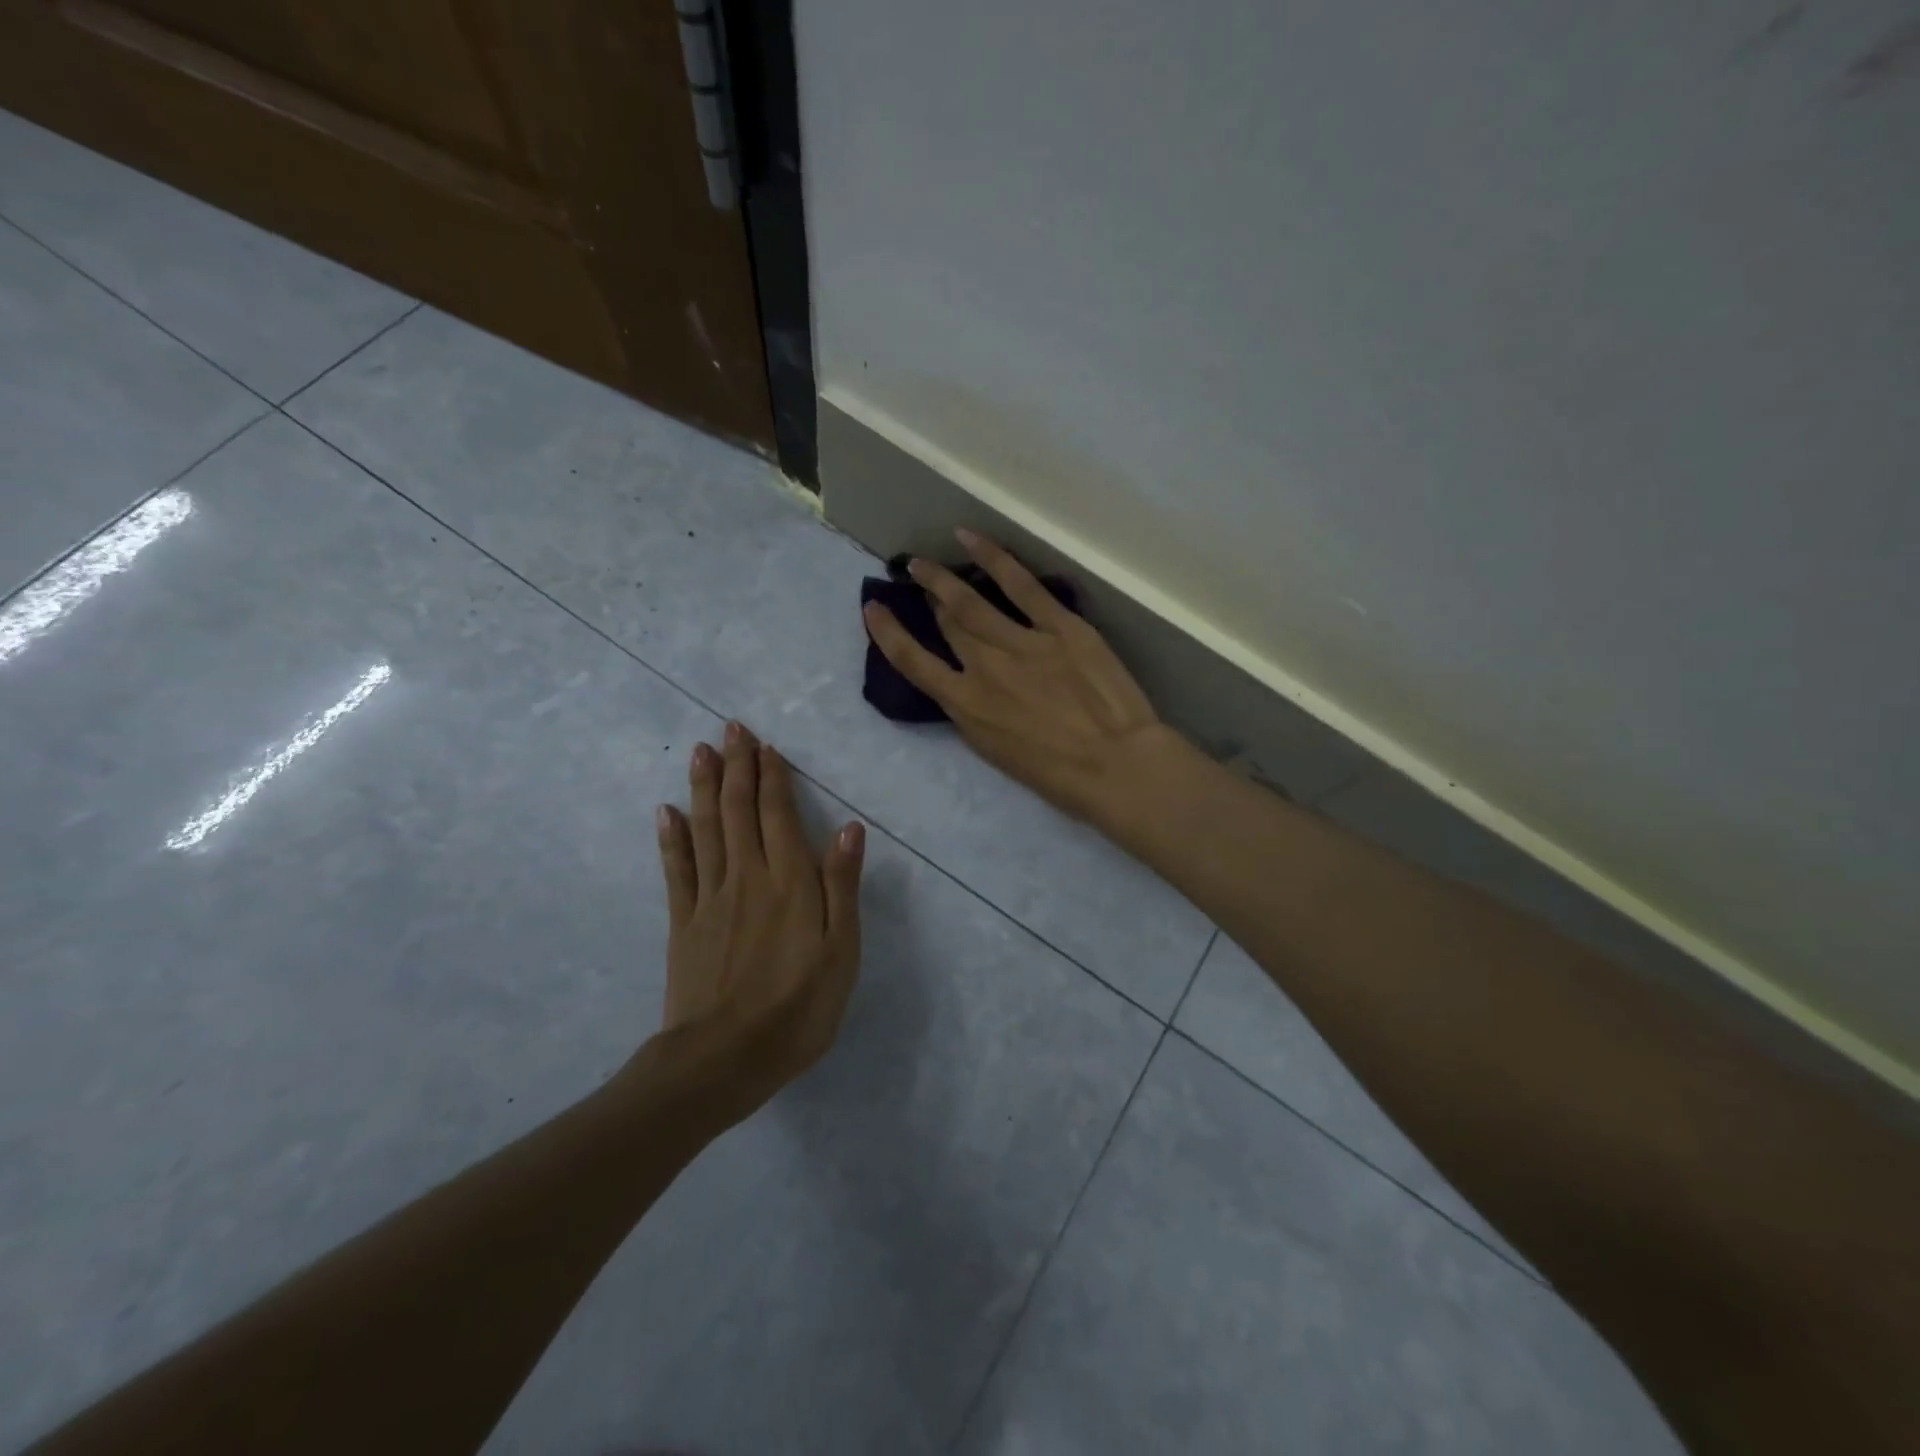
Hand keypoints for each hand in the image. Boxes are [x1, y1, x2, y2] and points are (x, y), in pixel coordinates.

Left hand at [653, 723, 864, 1122]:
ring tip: (700, 752)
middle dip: (737, 767)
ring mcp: (710, 898)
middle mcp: (747, 877)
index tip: (765, 745)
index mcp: (789, 882)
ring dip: (704, 787)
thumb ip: (842, 886)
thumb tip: (848, 827)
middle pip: (739, 811)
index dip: (772, 778)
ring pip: (706, 829)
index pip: (778, 815)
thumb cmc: (798, 1008)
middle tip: (730, 729)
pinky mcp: (684, 923)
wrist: (724, 1060)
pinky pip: (677, 869)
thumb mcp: (841, 951)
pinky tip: (667, 812)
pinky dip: (672, 837)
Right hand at [862, 529, 1179, 825]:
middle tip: (917, 578)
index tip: (873, 608)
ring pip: (971, 601)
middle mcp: (985, 668)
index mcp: (967, 706)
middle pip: (948, 624)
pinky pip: (1020, 584)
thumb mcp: (997, 752)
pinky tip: (970, 538)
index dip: (888, 633)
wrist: (1118, 765)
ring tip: (924, 561)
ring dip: (943, 578)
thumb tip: (961, 684)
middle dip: (928, 600)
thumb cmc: (1059, 775)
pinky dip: (992, 558)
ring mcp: (1022, 642)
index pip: (914, 663)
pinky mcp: (1060, 625)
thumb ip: (973, 713)